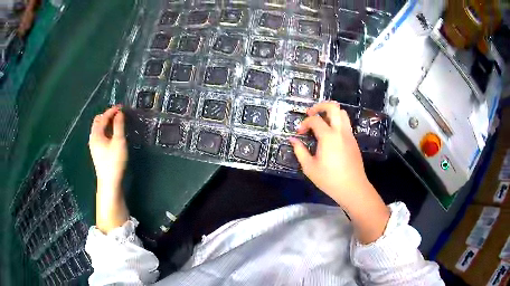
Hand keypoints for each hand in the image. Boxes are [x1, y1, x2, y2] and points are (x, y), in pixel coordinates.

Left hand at [89, 106, 129, 233]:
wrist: (109, 183)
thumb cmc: (114, 161)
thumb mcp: (119, 141)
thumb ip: (119, 125)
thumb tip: (120, 113)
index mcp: (96, 134)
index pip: (103, 117)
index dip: (112, 111)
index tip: (122, 107)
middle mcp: (93, 138)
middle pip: (98, 121)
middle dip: (108, 115)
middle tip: (119, 115)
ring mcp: (94, 146)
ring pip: (99, 129)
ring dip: (107, 123)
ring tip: (117, 123)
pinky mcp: (97, 152)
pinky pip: (100, 135)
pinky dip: (106, 130)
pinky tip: (112, 135)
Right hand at [289, 101, 368, 204]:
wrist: (353, 188)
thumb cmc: (329, 179)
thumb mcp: (309, 167)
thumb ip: (300, 151)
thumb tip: (292, 140)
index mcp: (328, 137)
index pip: (315, 119)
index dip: (304, 123)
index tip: (299, 133)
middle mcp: (340, 131)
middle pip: (333, 107)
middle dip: (320, 106)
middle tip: (311, 114)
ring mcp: (349, 135)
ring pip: (342, 113)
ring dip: (330, 113)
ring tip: (321, 122)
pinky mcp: (354, 141)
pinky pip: (346, 124)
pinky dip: (337, 122)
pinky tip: (330, 136)